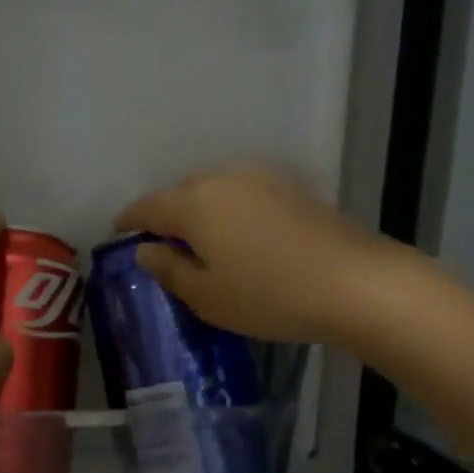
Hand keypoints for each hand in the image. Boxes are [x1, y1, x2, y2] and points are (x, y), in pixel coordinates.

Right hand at [115, 165, 394, 345]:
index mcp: (192, 202)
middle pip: (179, 193)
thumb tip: (145, 250)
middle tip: (161, 248)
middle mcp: (221, 177)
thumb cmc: (269, 295)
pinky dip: (228, 210)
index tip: (118, 237)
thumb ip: (168, 269)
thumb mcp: (207, 295)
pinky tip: (239, 236)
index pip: (146, 206)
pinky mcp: (289, 186)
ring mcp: (259, 177)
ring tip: (200, 243)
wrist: (355, 282)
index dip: (127, 221)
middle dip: (165, 216)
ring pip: (212, 190)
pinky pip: (241, 193)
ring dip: (198, 211)